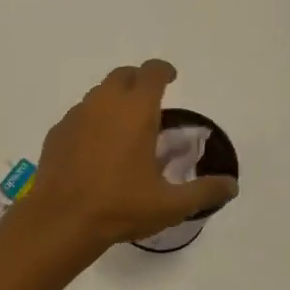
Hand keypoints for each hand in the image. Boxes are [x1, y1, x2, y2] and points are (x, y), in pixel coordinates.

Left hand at [18, 59, 236, 248]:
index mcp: (135, 110)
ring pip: (98, 94)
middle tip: (150, 103)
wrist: (62, 219)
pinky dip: (92, 121)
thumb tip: (231, 185)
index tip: (172, 79)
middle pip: (122, 75)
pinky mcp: (57, 132)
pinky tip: (96, 148)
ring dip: (114, 101)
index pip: (152, 72)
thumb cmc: (120, 205)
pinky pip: (79, 115)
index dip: (164, 71)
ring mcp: (76, 116)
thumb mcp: (170, 204)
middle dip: (138, 81)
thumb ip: (204, 191)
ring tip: (125, 128)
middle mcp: (104, 103)